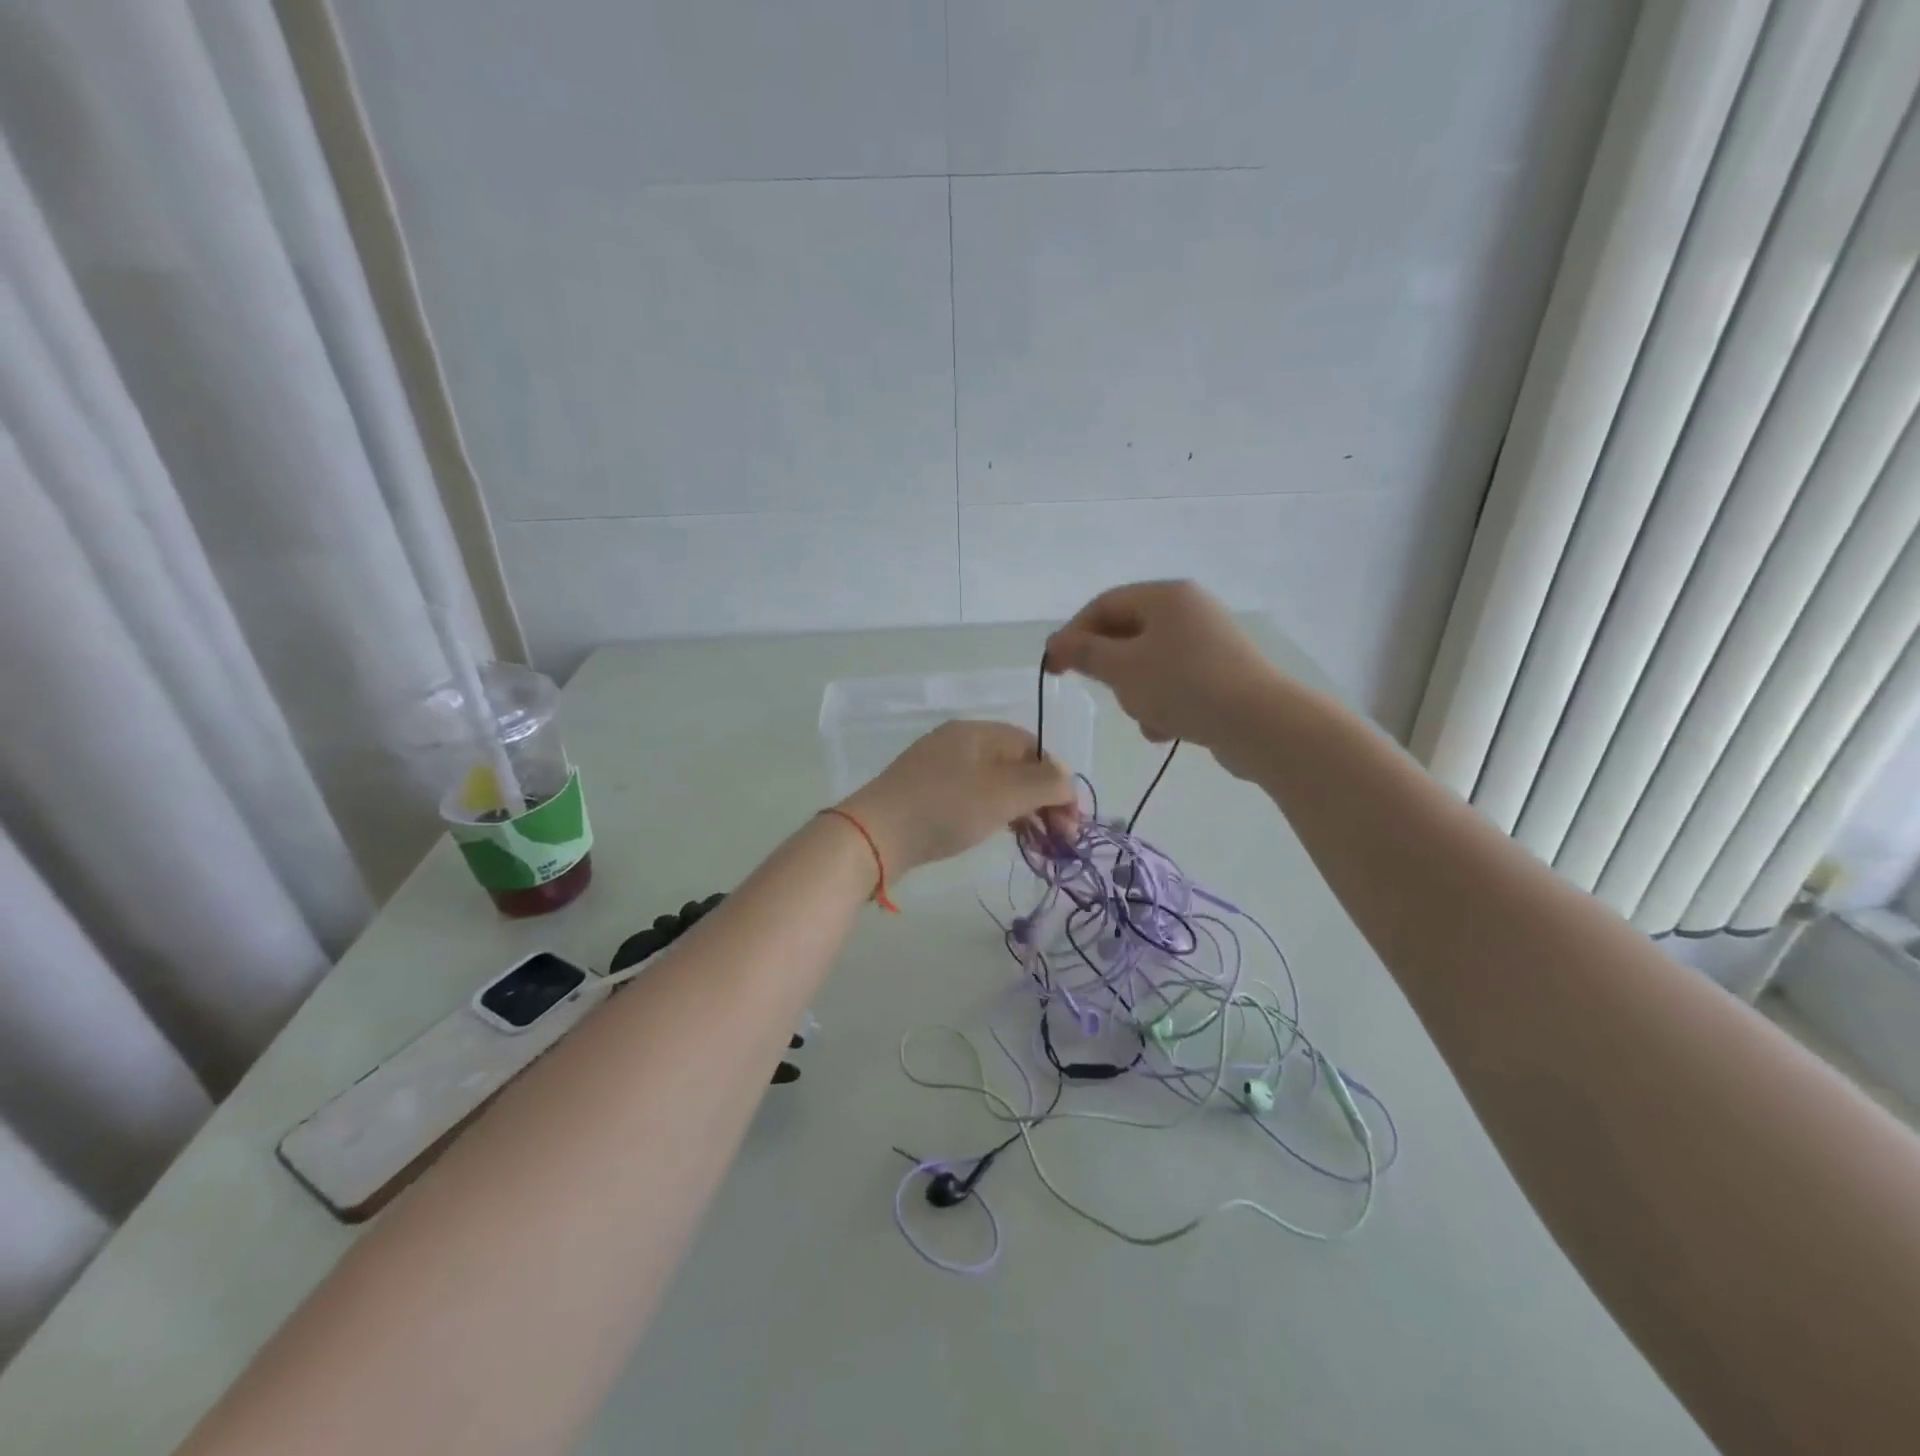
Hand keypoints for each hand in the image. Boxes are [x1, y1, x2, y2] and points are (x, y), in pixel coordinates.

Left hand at [840, 721, 1078, 874]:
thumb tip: (1067, 780)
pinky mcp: (927, 795)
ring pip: (996, 785)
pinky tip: (1004, 835)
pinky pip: (974, 798)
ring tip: (1038, 843)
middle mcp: (959, 743)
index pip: (1034, 748)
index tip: (1071, 820)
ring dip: (1023, 811)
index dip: (1058, 781)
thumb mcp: (1004, 793)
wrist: (874, 836)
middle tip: (1060, 839)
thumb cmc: (945, 808)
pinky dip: (996, 815)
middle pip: (1016, 766)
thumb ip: (1045, 783)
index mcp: (977, 732)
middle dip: (1044, 800)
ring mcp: (939, 769)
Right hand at [1045, 580, 1285, 773]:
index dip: (1073, 634)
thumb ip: (1085, 654)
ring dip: (1137, 693)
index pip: (1104, 604)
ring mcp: (1208, 642)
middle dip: (1112, 669)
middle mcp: (1189, 611)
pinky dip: (1163, 704)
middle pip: (1127, 634)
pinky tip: (1166, 729)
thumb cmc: (1184, 686)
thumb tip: (1058, 644)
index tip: (1053, 667)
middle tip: (1106, 693)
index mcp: (1166, 596)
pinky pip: (1175, 683)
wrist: (1260, 724)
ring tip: (1146, 716)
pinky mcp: (1221, 673)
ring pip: (1149, 664)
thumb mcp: (1123, 668)